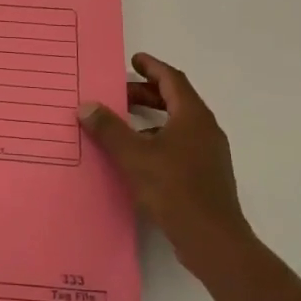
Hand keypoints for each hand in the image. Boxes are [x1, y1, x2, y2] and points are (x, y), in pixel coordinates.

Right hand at [78, 52, 249, 274]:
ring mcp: (209, 153)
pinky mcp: (206, 175)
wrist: (214, 240)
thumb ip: (109, 129)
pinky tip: (138, 156)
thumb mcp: (134, 156)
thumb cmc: (174, 189)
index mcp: (192, 116)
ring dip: (152, 117)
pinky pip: (180, 144)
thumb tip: (87, 106)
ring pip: (178, 123)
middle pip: (175, 100)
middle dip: (147, 93)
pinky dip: (158, 138)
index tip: (133, 60)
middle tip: (119, 94)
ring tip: (123, 124)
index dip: (152, 67)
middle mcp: (205, 129)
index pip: (172, 79)